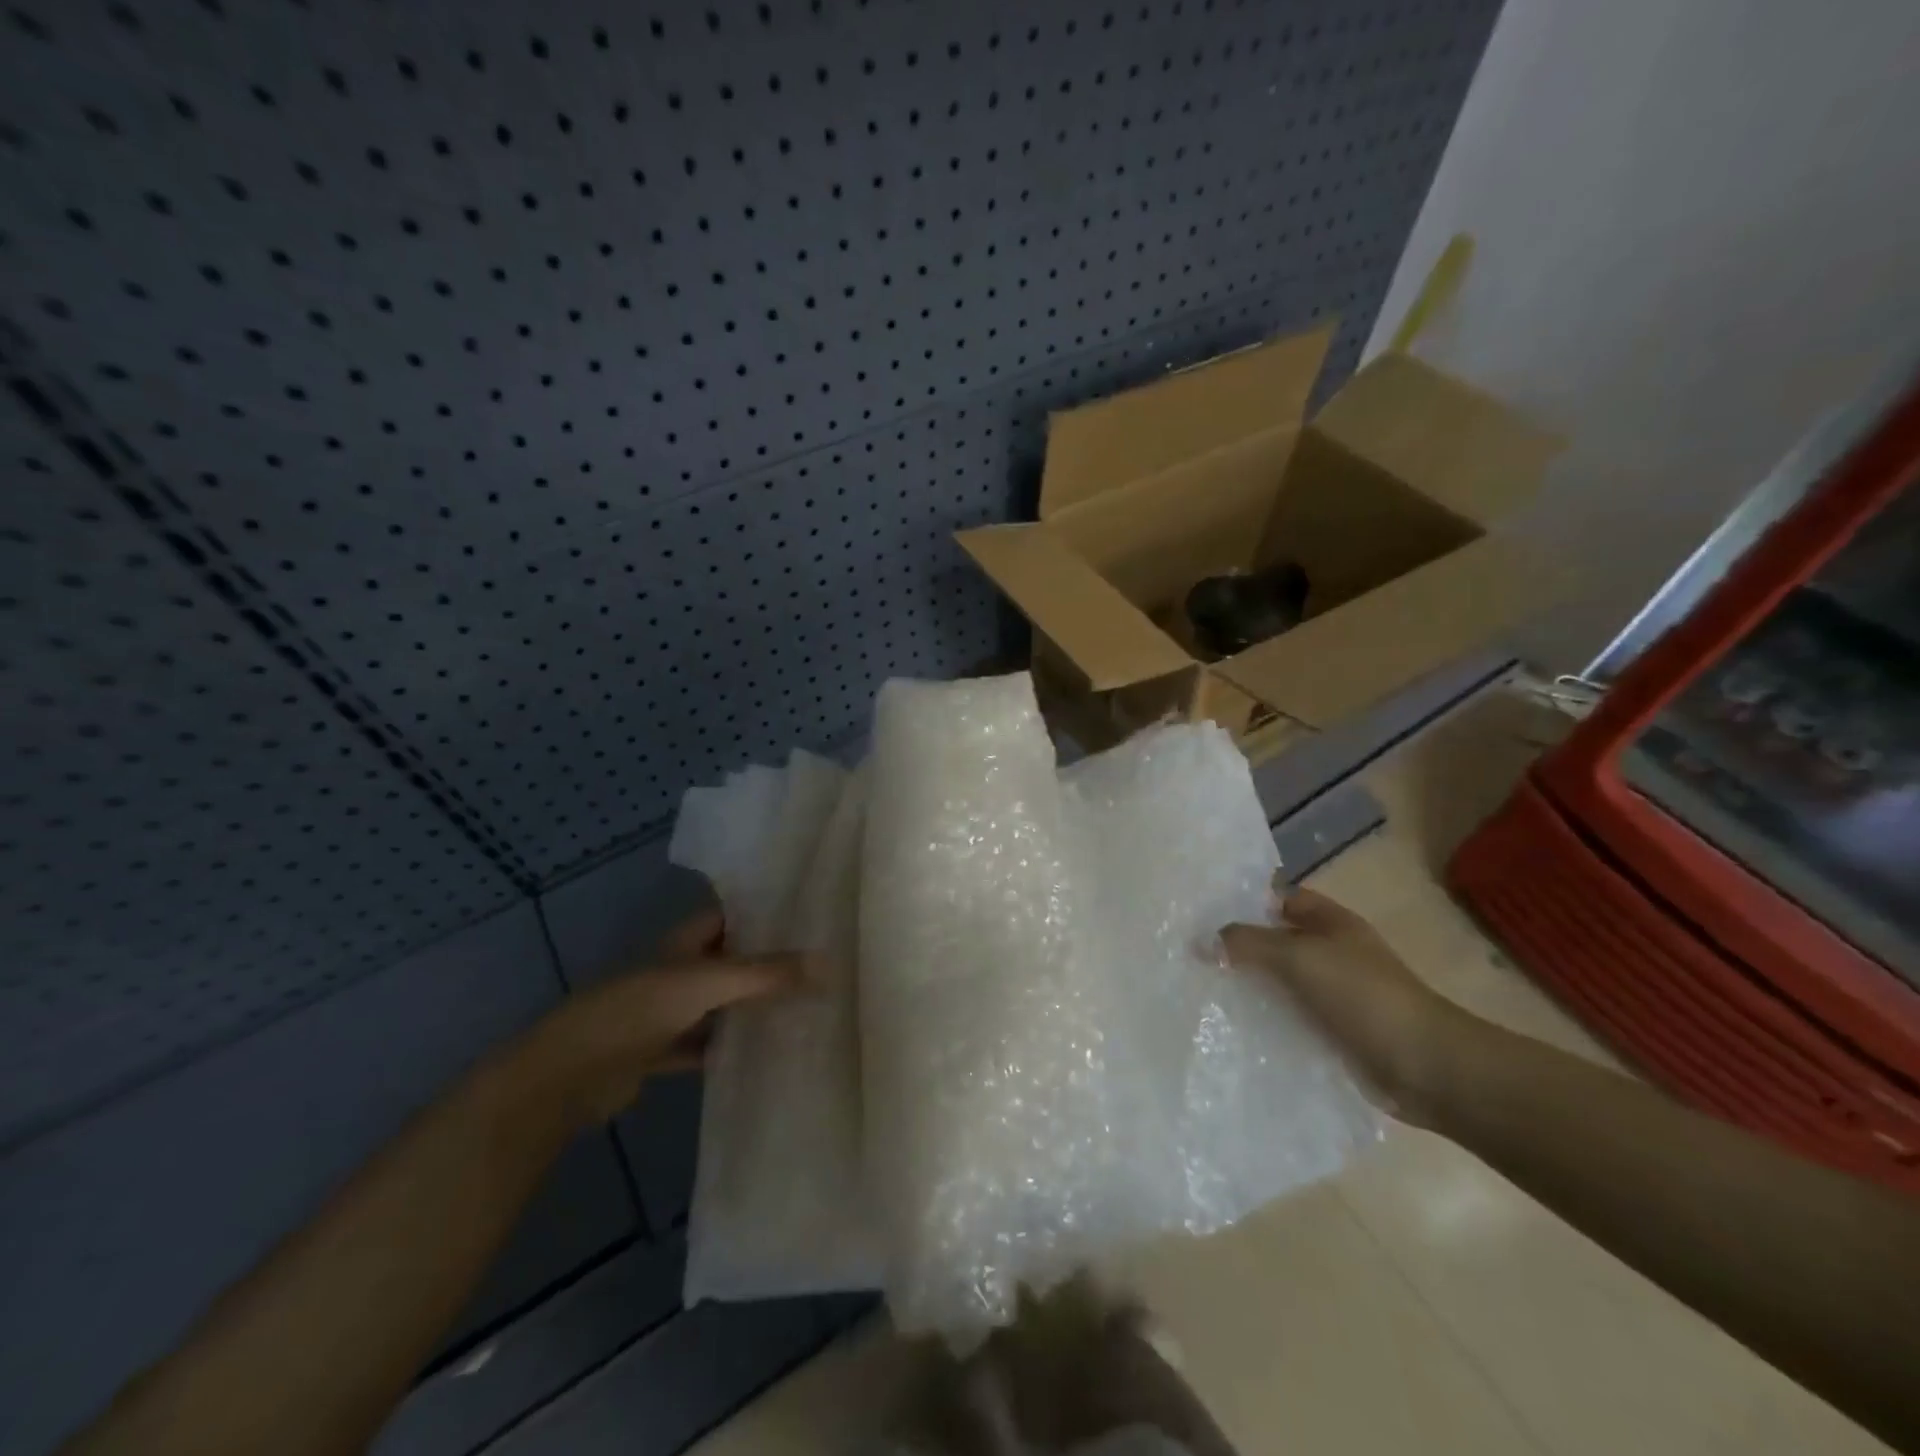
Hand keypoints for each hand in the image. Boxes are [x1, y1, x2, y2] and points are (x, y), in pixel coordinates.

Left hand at [514, 906, 806, 1127]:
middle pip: (728, 960)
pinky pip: (704, 1045)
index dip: (763, 912)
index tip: (807, 915)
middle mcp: (676, 971)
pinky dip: (728, 1048)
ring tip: (802, 1005)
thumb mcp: (707, 983)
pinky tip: (763, 1053)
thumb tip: (827, 964)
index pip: (729, 915)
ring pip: (718, 1004)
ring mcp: (666, 1013)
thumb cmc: (637, 1010)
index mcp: (683, 943)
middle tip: (818, 964)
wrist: (569, 1074)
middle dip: (766, 962)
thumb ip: (765, 975)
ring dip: (749, 1007)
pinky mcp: (660, 1052)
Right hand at [1219, 882, 1479, 1125]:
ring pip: (1279, 984)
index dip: (1245, 902)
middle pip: (1276, 942)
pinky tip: (1230, 1029)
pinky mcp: (1332, 1034)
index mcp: (1331, 923)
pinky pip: (1288, 1020)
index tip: (1201, 913)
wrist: (1425, 1067)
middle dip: (1238, 948)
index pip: (1281, 899)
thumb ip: (1247, 943)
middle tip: (1189, 955)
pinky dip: (1264, 1023)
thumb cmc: (1363, 996)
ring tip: (1199, 992)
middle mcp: (1332, 953)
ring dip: (1248, 989)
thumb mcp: (1299, 957)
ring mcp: (1333, 996)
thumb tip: (1200, 941)